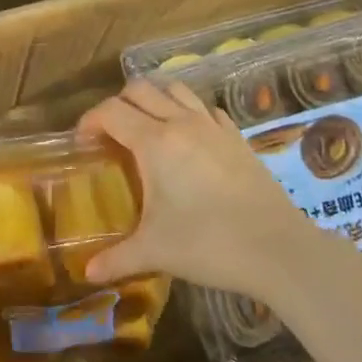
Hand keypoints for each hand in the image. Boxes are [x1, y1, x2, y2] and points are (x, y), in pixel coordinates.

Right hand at [77, 76, 298, 296]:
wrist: (279, 250)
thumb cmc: (209, 244)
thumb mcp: (155, 251)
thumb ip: (117, 258)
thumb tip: (87, 272)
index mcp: (154, 142)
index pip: (111, 111)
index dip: (90, 120)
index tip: (82, 142)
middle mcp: (181, 122)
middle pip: (140, 89)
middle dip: (118, 104)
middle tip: (111, 135)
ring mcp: (213, 126)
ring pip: (175, 89)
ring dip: (154, 99)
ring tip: (147, 128)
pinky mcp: (237, 137)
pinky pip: (206, 108)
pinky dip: (188, 112)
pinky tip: (189, 138)